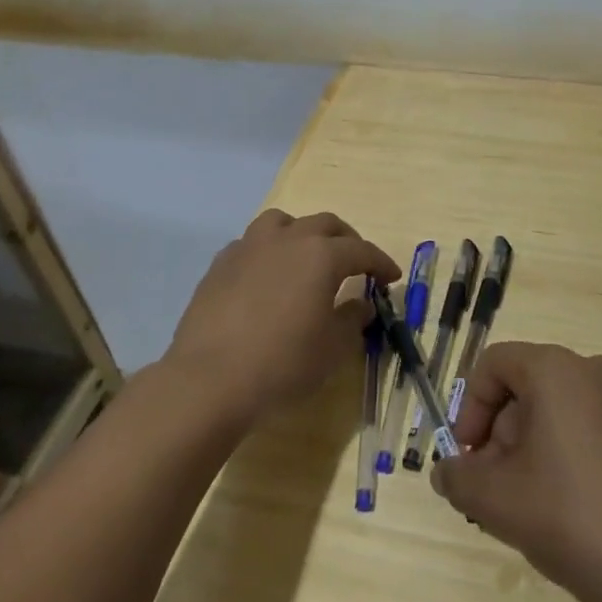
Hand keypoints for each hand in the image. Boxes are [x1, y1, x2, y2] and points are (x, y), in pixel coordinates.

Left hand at [165, 210, 400, 426]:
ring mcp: (250, 247)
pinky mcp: (221, 263)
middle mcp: (287, 239)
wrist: (210, 379)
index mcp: (321, 256)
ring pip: (283, 222)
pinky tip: (267, 276)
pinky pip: (252, 244)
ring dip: (302, 234)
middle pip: (325, 225)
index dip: (380, 262)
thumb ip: (352, 319)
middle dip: (346, 240)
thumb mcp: (332, 349)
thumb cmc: (283, 364)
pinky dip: (268, 252)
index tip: (392, 277)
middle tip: (355, 262)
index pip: (361, 250)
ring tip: (307, 256)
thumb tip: (361, 304)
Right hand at [431, 342, 601, 601]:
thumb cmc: (578, 519)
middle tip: (494, 492)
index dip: (469, 409)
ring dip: (528, 452)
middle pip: (523, 389)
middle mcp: (590, 372)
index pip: (493, 365)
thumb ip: (460, 480)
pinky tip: (567, 512)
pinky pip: (585, 430)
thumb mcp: (501, 502)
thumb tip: (445, 471)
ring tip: (528, 510)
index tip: (468, 459)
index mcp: (555, 370)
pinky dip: (563, 458)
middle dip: (499, 438)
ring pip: (554, 413)